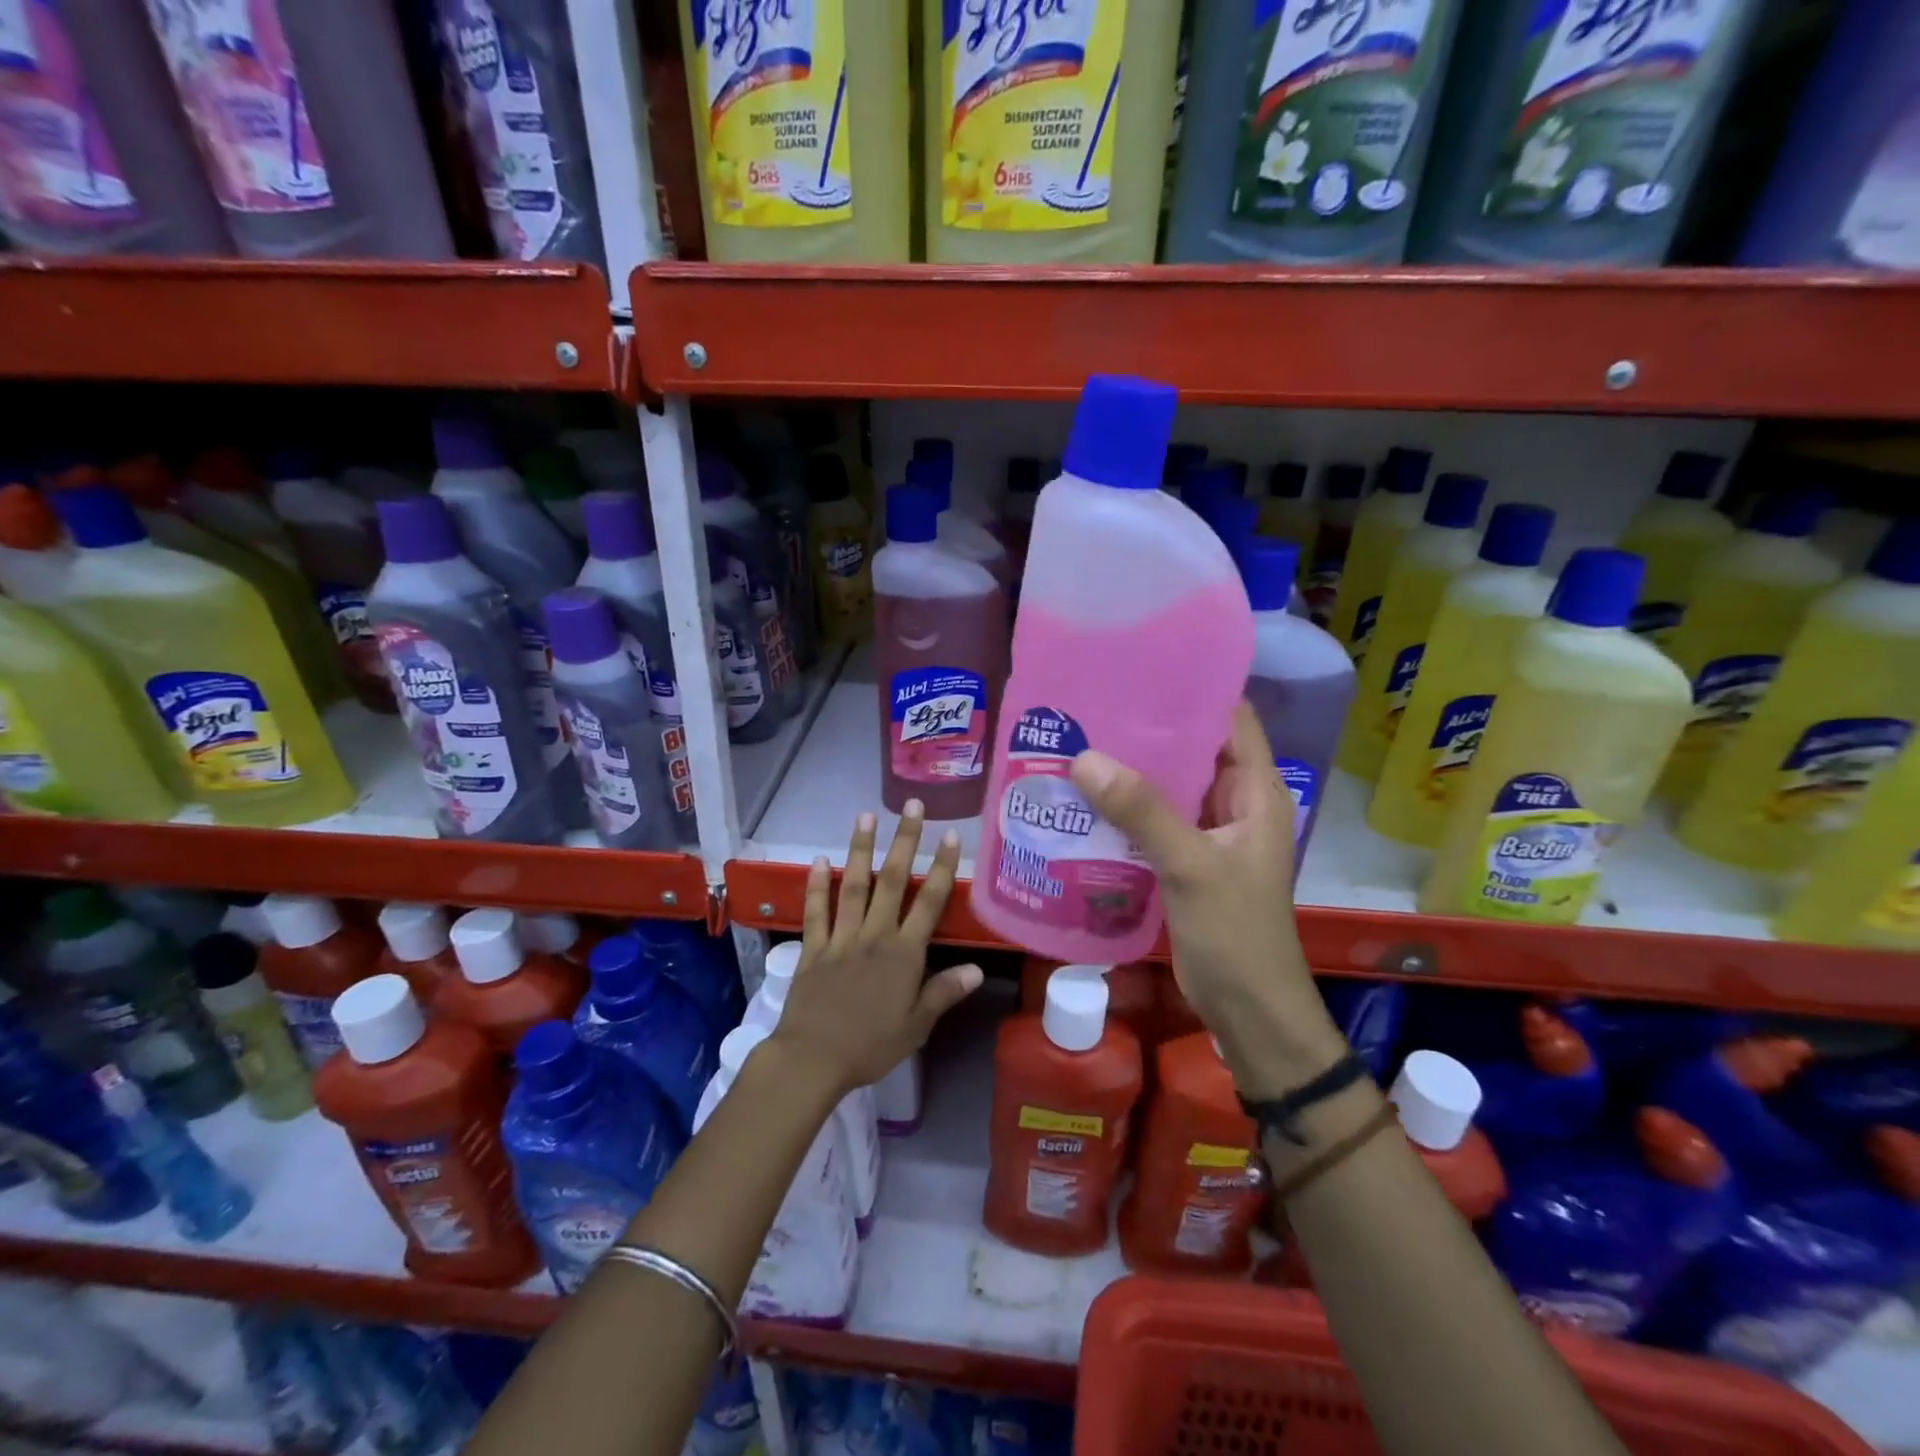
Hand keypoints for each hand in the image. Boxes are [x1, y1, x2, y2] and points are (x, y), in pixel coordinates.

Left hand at [769, 802, 984, 1099]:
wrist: (813, 1058)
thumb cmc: (871, 1045)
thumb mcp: (916, 1026)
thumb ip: (944, 992)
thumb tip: (977, 968)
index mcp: (904, 953)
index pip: (929, 902)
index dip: (943, 867)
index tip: (951, 836)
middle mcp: (874, 935)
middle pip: (893, 881)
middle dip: (905, 841)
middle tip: (912, 806)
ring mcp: (841, 938)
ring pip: (854, 886)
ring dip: (861, 850)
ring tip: (866, 816)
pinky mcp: (813, 948)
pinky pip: (816, 911)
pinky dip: (817, 885)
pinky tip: (819, 860)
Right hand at [1067, 702, 1345, 1096]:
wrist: (1247, 1011)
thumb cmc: (1236, 934)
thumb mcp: (1191, 866)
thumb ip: (1143, 811)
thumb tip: (1084, 758)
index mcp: (1256, 791)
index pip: (1230, 719)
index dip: (1194, 690)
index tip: (1142, 667)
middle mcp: (1233, 803)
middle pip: (1192, 748)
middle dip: (1148, 727)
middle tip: (1091, 703)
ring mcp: (1207, 833)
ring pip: (1168, 785)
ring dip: (1131, 769)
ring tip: (1078, 740)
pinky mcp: (1184, 859)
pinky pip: (1152, 819)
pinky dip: (1124, 807)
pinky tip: (1083, 797)